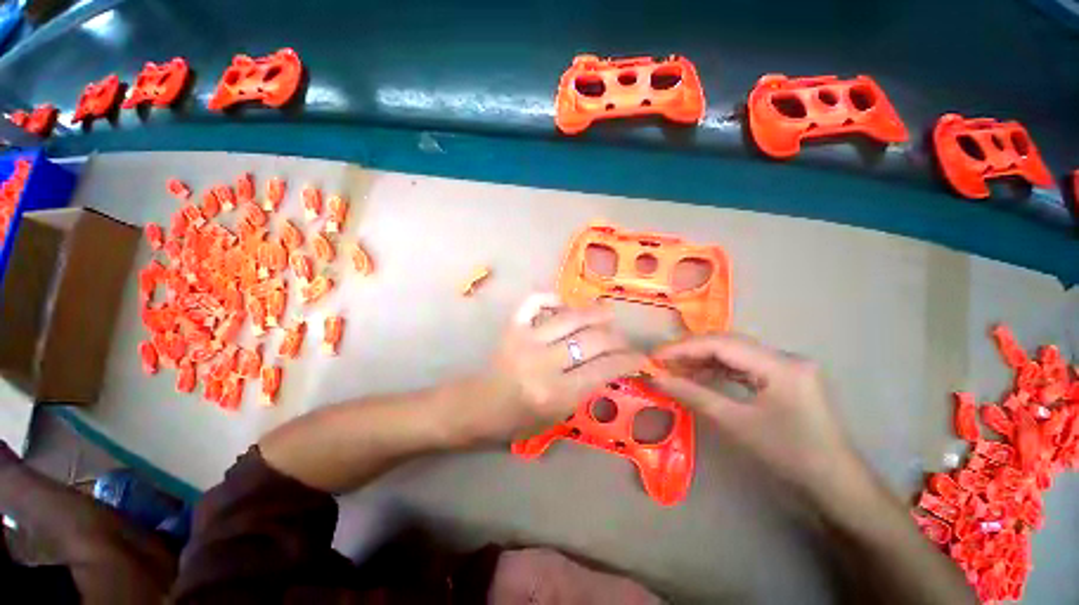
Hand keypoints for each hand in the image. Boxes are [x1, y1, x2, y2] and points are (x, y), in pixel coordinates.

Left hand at [467, 293, 647, 441]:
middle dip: (617, 339)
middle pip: (592, 341)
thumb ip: (585, 389)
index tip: (640, 357)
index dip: (628, 361)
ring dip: (595, 314)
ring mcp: (527, 339)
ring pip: (571, 318)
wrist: (478, 406)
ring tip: (609, 313)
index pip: (604, 369)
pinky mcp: (513, 326)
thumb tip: (610, 364)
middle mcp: (543, 363)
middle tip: (623, 340)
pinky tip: (564, 304)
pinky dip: (552, 298)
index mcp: (556, 393)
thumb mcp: (558, 415)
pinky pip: (534, 301)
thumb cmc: (518, 419)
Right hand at [653, 333, 865, 500]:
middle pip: (727, 343)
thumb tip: (657, 379)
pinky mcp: (784, 377)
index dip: (684, 348)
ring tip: (674, 367)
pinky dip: (718, 369)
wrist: (836, 485)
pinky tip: (698, 375)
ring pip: (734, 353)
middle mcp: (785, 357)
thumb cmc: (789, 456)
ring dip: (702, 359)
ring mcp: (786, 366)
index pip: (722, 344)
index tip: (655, 356)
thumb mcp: (737, 424)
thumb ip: (694, 395)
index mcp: (780, 365)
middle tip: (660, 360)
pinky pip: (743, 366)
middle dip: (690, 350)